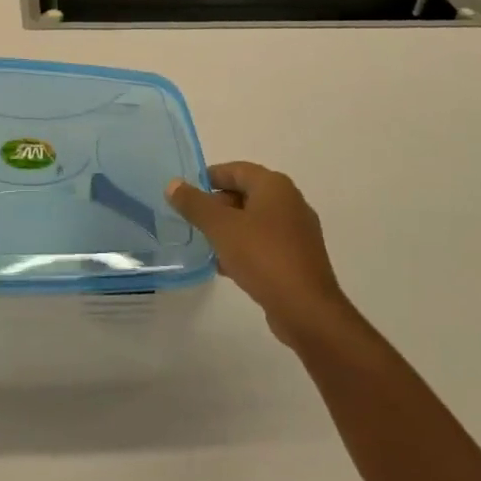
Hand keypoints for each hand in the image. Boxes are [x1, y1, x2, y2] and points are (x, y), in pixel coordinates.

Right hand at [166, 163, 358, 348]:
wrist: (306, 310)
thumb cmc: (262, 257)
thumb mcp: (220, 227)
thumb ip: (195, 204)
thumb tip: (173, 184)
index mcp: (274, 186)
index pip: (236, 169)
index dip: (209, 177)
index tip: (186, 191)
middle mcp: (290, 202)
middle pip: (246, 194)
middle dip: (217, 205)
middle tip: (192, 220)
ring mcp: (297, 232)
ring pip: (254, 221)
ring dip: (229, 229)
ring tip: (204, 244)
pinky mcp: (299, 259)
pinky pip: (265, 243)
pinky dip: (244, 248)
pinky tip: (225, 266)